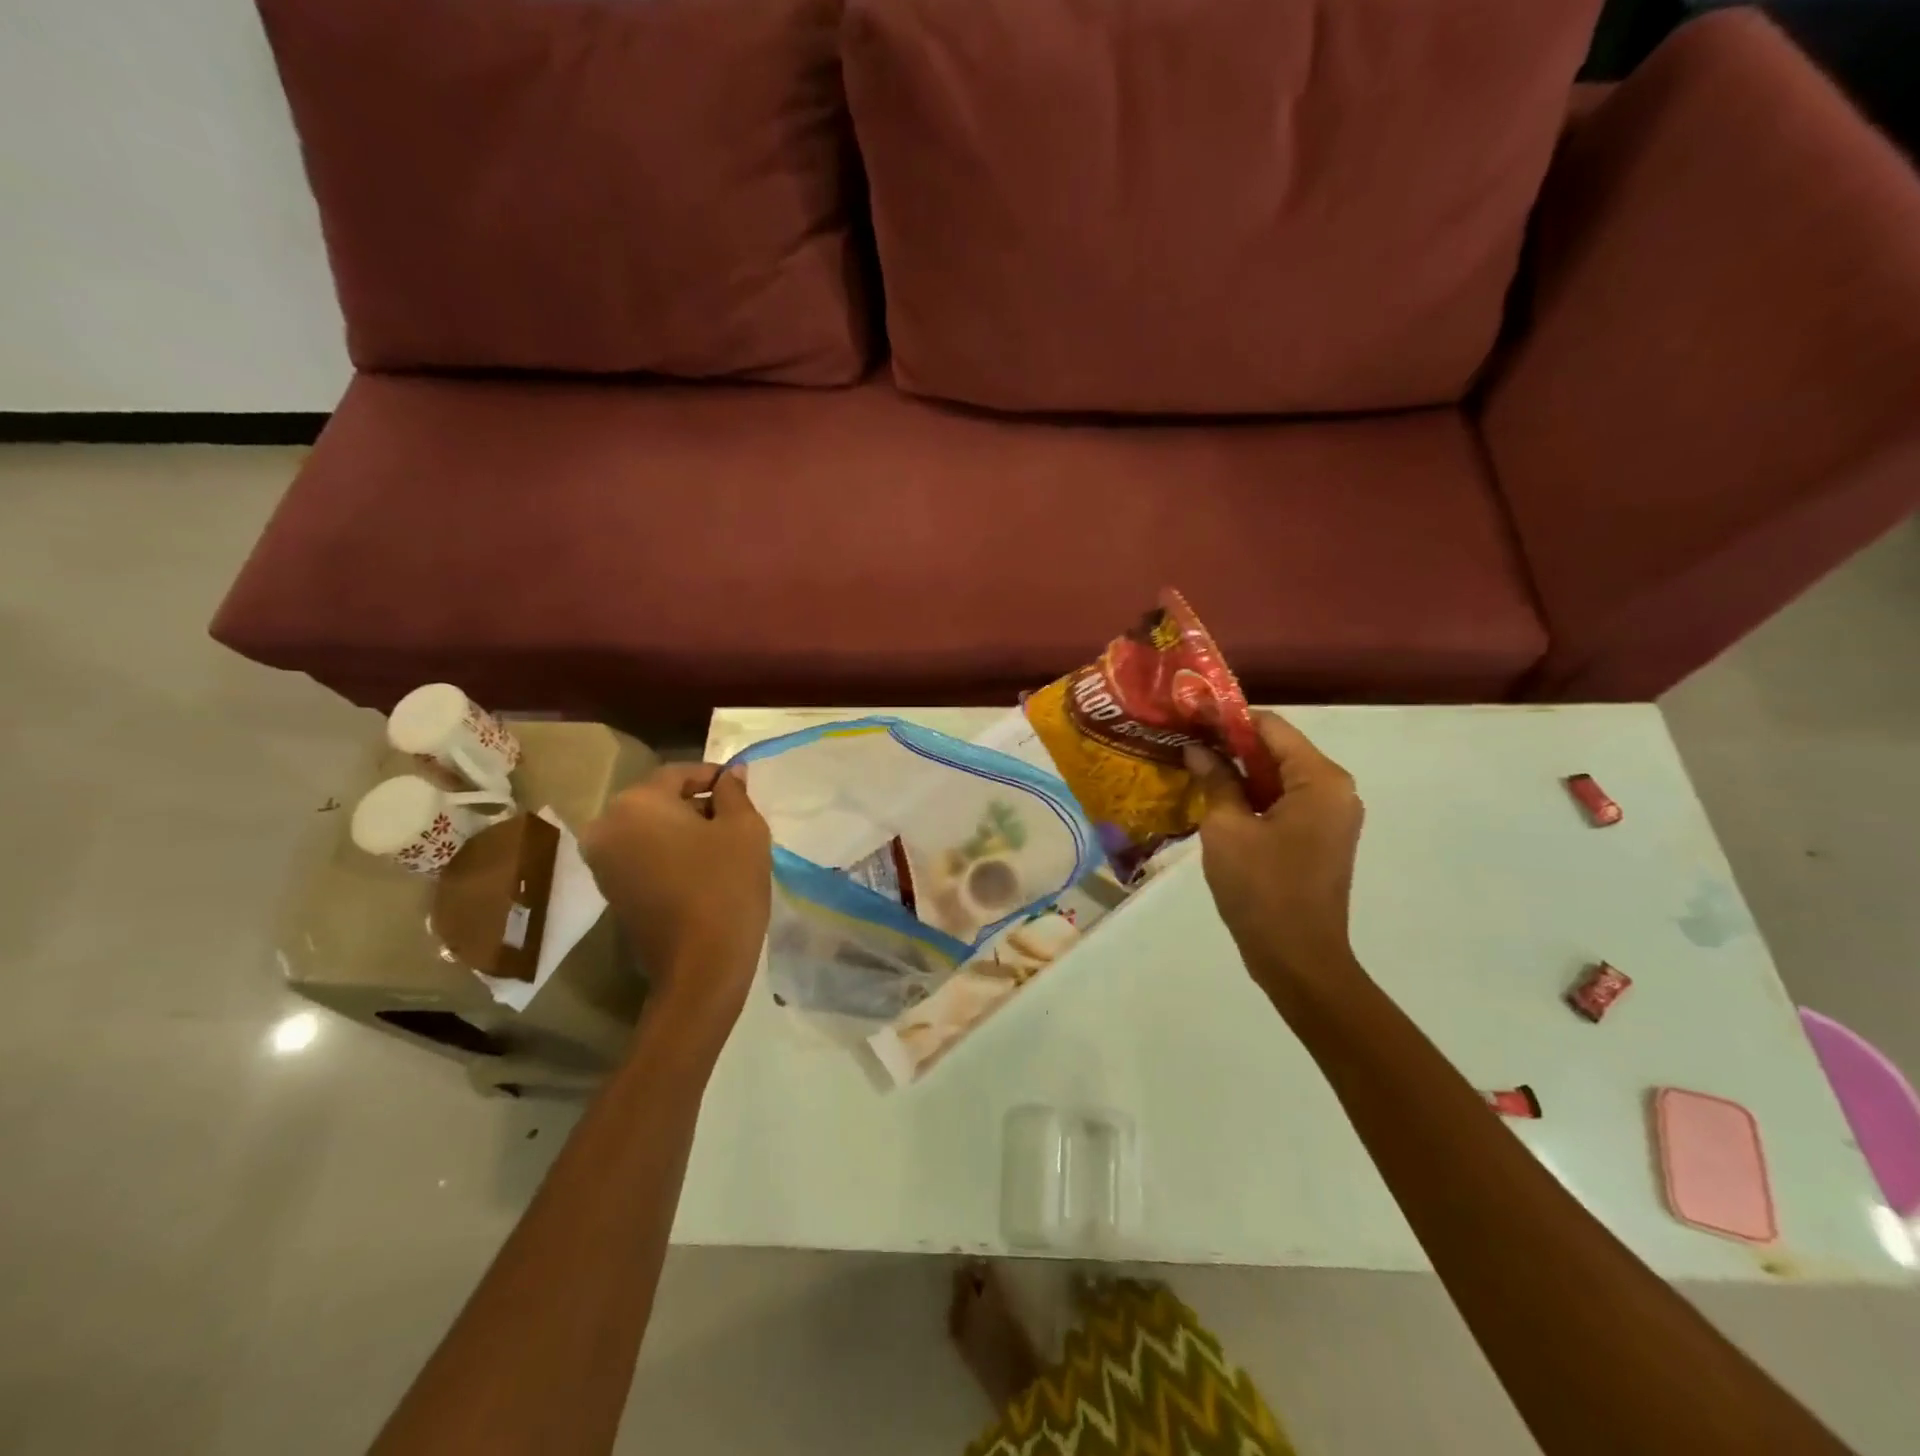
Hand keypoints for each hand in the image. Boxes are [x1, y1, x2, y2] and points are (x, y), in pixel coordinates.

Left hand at [580, 762, 771, 1038]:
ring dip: (683, 830)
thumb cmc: (726, 885)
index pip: (678, 774)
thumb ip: (735, 793)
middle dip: (697, 804)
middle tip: (735, 819)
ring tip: (722, 846)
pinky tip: (702, 870)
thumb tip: (732, 773)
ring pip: (649, 829)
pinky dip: (669, 854)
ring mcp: (603, 863)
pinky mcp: (610, 892)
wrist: (701, 966)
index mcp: (635, 803)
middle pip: (659, 801)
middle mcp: (606, 827)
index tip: (742, 789)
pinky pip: (642, 855)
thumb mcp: (744, 829)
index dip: (714, 777)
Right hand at [1183, 712, 1365, 998]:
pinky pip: (1285, 802)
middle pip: (1277, 750)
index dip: (1228, 719)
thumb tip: (1198, 749)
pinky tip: (1216, 798)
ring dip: (1240, 772)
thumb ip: (1216, 780)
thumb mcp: (1226, 829)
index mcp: (1319, 780)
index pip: (1271, 727)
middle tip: (1185, 741)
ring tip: (1194, 766)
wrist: (1298, 958)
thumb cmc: (1261, 889)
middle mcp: (1334, 790)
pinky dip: (1254, 796)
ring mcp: (1331, 815)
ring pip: (1279, 777)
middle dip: (1232, 744)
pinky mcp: (1320, 838)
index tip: (1190, 716)